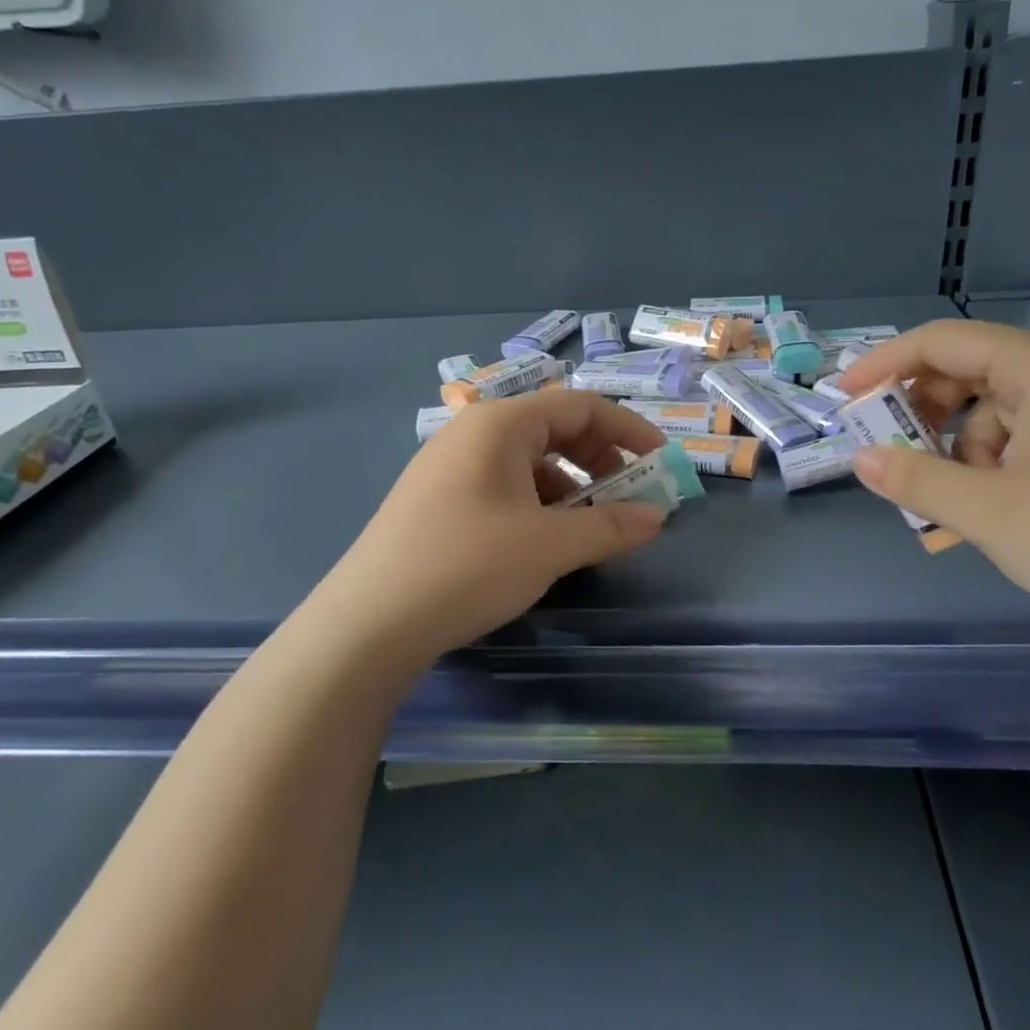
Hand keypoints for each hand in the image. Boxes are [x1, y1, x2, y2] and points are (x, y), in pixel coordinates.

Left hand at [313, 390, 668, 669]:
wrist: (368, 623)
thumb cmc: (468, 565)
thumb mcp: (550, 546)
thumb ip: (610, 526)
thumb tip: (657, 516)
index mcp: (500, 424)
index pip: (580, 405)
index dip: (628, 429)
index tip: (661, 462)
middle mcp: (473, 433)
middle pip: (554, 429)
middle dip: (601, 460)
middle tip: (629, 499)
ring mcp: (449, 467)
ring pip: (529, 462)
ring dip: (571, 488)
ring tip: (591, 529)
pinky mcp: (437, 501)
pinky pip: (503, 487)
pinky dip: (538, 505)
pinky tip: (545, 543)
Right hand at [838, 321, 1029, 663]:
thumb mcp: (990, 513)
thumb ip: (915, 479)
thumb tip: (861, 459)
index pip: (943, 341)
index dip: (883, 365)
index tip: (843, 400)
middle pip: (974, 374)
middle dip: (924, 418)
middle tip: (893, 460)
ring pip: (1004, 415)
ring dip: (963, 455)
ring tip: (951, 513)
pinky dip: (1002, 471)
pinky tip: (995, 517)